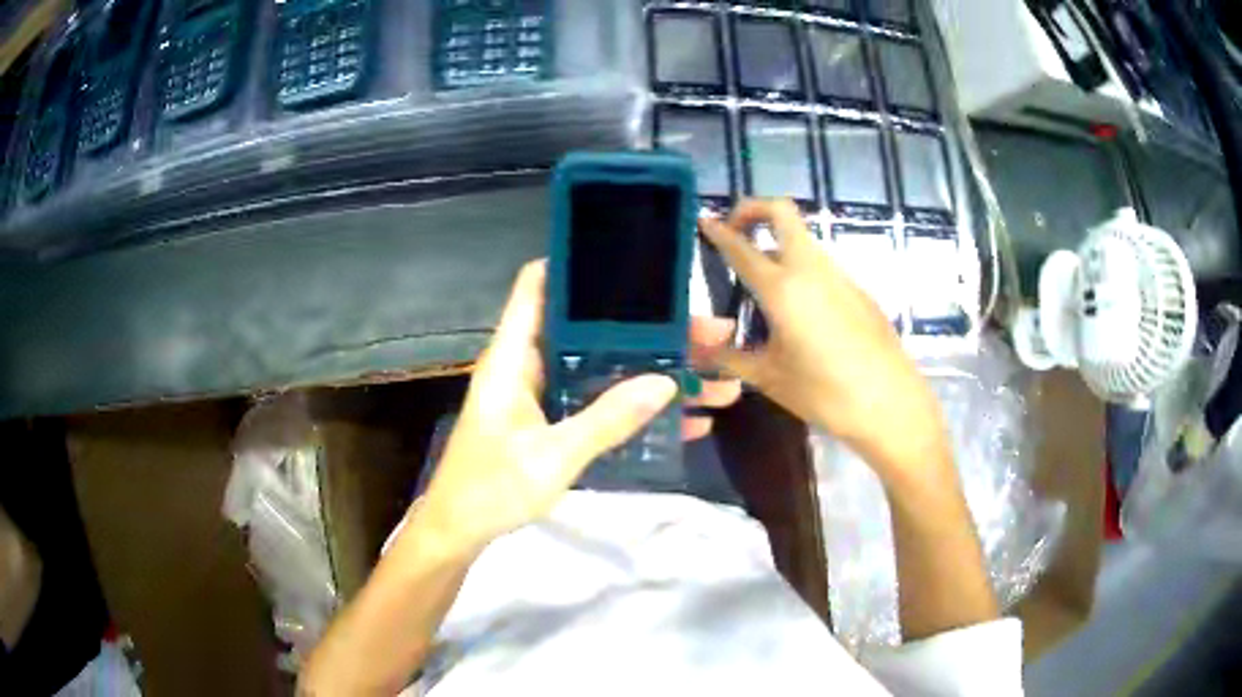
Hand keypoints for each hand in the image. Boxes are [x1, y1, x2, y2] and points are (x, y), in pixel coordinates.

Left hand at [421, 261, 741, 549]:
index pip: (537, 288)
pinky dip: (639, 409)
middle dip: (652, 331)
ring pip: (608, 370)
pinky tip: (688, 419)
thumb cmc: (490, 488)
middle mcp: (530, 367)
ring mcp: (545, 396)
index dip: (576, 265)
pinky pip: (603, 405)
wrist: (460, 531)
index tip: (631, 258)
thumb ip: (606, 420)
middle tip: (709, 332)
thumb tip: (666, 382)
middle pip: (595, 332)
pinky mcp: (556, 423)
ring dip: (656, 373)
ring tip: (718, 376)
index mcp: (514, 358)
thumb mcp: (552, 456)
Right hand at [698, 200, 950, 476]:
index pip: (741, 246)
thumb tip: (700, 352)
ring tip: (761, 280)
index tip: (704, 221)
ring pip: (804, 239)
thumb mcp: (769, 378)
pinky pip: (822, 266)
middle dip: (753, 209)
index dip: (718, 230)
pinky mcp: (859, 290)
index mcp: (783, 288)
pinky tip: (799, 310)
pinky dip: (801, 268)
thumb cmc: (825, 393)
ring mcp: (840, 276)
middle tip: (735, 232)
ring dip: (778, 241)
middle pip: (782, 212)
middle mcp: (811, 269)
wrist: (890, 404)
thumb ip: (730, 359)